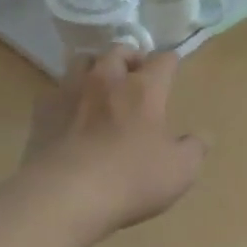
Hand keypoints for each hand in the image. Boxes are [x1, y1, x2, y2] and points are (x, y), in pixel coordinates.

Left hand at [16, 47, 204, 246]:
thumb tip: (203, 136)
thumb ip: (194, 149)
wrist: (64, 195)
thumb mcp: (179, 171)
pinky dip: (66, 96)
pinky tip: (69, 113)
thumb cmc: (131, 180)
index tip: (172, 71)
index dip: (170, 63)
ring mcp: (70, 90)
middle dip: (130, 58)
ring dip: (95, 68)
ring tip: (100, 86)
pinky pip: (55, 90)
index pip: (163, 59)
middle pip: (119, 50)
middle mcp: (107, 79)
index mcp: (144, 88)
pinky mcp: (42, 110)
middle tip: (136, 76)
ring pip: (83, 60)